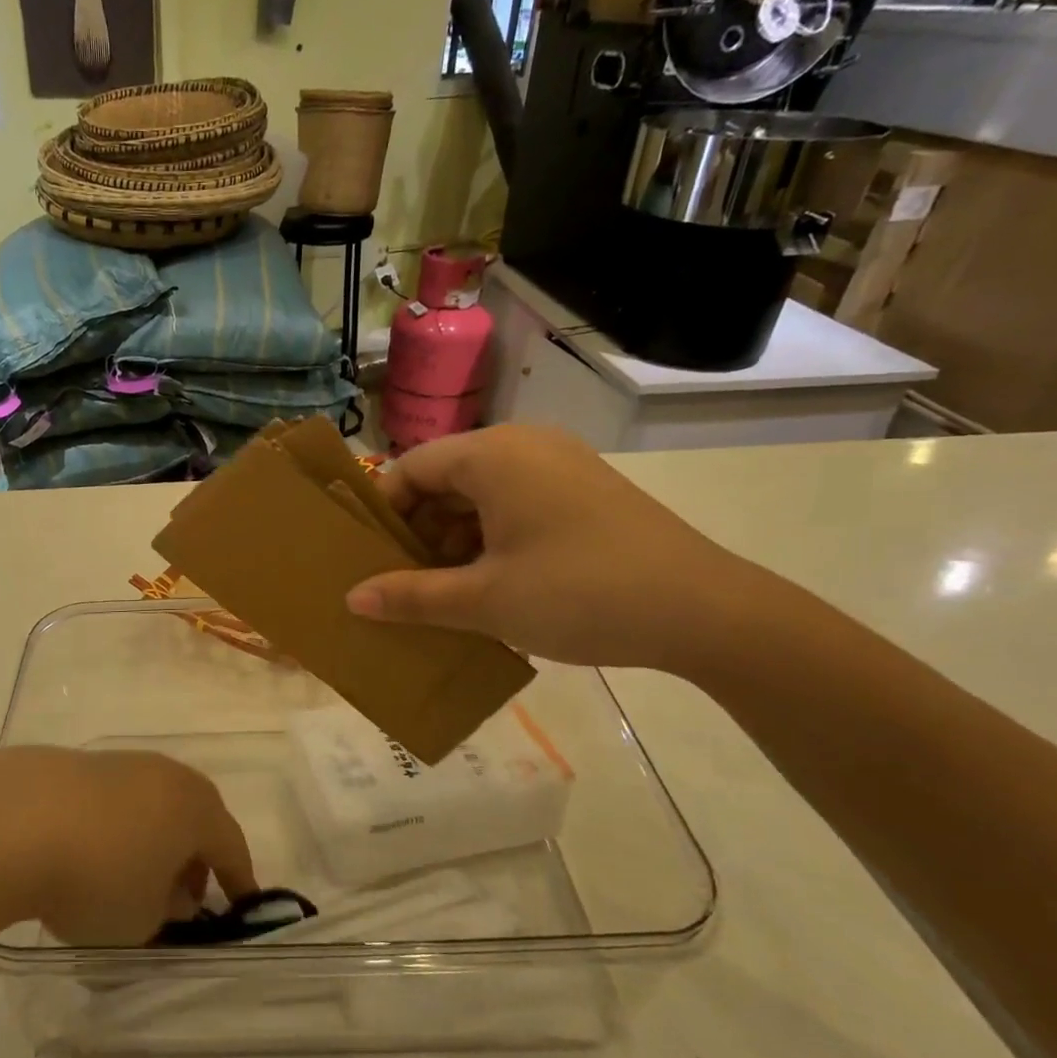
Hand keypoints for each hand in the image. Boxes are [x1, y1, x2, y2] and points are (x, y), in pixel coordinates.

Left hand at [0, 747, 256, 945]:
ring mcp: (120, 763)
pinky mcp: (77, 762)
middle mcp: (166, 775)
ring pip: (152, 803)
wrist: (9, 822)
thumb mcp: (142, 919)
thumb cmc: (96, 878)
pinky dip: (114, 826)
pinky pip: (113, 799)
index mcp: (195, 807)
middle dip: (194, 857)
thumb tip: (172, 893)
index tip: (240, 907)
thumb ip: (168, 910)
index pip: (231, 846)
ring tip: (130, 875)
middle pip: (194, 816)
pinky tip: (86, 852)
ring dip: (152, 838)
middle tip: (182, 895)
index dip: (238, 881)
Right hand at [345, 425, 752, 670]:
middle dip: (417, 531)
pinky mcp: (583, 491)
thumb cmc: (579, 594)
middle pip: (444, 479)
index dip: (382, 513)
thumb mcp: (484, 601)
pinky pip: (515, 504)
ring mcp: (559, 465)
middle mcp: (524, 446)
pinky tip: (491, 584)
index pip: (410, 468)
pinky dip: (490, 538)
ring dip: (453, 539)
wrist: (704, 611)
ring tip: (444, 592)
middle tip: (402, 583)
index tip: (368, 561)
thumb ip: (411, 597)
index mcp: (492, 455)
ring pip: (479, 494)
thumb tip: (352, 598)